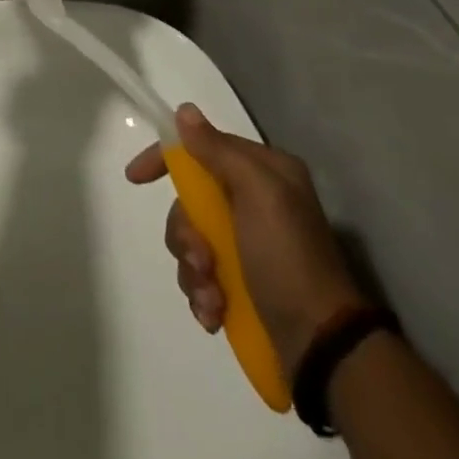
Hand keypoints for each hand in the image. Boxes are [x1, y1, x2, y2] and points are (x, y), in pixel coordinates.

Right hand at [126, 104, 364, 380]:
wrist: (323, 346)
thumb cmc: (288, 258)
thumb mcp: (257, 194)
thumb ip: (217, 151)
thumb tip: (184, 111)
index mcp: (264, 172)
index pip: (202, 148)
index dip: (165, 158)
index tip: (135, 178)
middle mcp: (255, 202)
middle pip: (190, 201)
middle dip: (185, 234)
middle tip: (201, 260)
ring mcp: (248, 244)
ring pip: (191, 241)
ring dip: (192, 270)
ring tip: (212, 298)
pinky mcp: (242, 283)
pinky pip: (201, 276)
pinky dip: (202, 294)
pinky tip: (214, 314)